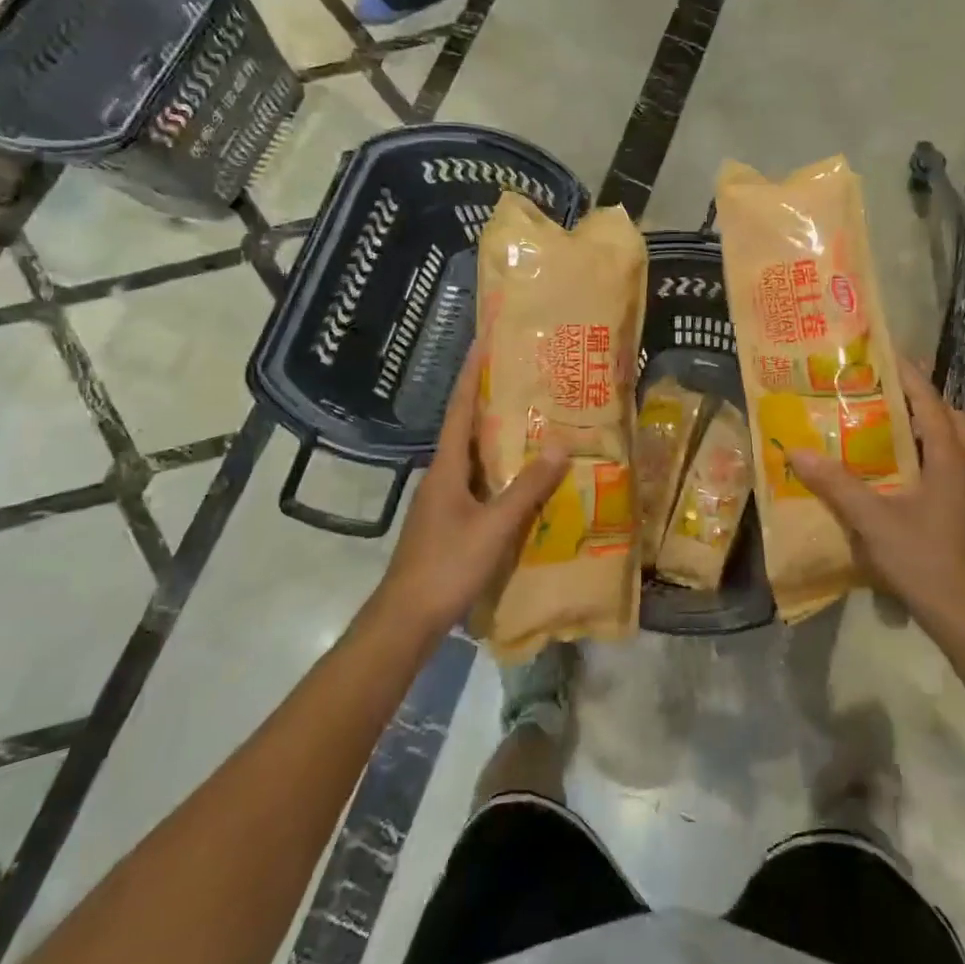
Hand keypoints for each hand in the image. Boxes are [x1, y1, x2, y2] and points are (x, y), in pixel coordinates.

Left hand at [374, 343, 569, 634]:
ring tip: (531, 418)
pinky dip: (498, 469)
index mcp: (446, 468)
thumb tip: (558, 446)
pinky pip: (477, 482)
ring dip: (496, 435)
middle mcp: (441, 475)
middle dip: (490, 400)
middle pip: (466, 428)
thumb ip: (527, 489)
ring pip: (473, 456)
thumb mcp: (494, 528)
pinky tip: (521, 477)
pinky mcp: (448, 521)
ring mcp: (443, 500)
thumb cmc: (446, 566)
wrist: (406, 620)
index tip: (483, 344)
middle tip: (523, 378)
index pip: (459, 410)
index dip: (471, 376)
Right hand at [788, 357, 964, 626]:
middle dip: (921, 401)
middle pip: (950, 419)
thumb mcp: (874, 520)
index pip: (929, 402)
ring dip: (925, 430)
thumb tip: (796, 452)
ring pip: (952, 445)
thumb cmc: (926, 560)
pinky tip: (897, 474)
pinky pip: (947, 468)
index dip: (908, 375)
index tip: (884, 353)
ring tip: (886, 428)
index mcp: (950, 457)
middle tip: (883, 394)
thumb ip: (837, 485)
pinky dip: (926, 457)